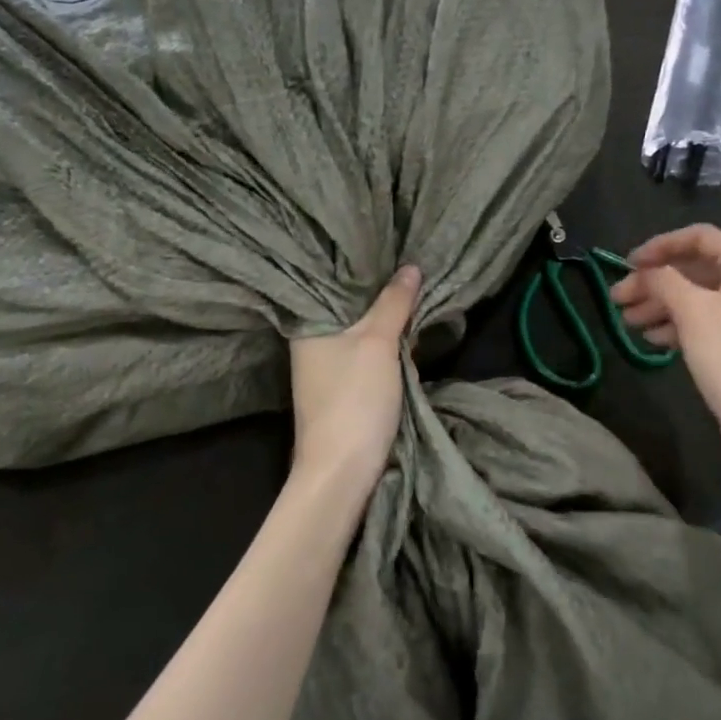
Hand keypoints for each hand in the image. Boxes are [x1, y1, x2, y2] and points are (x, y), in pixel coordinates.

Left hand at [288, 266, 421, 492]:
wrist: (341, 472)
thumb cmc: (354, 398)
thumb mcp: (378, 342)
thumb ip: (394, 303)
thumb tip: (410, 267)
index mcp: (308, 325)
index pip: (331, 281)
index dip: (360, 266)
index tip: (387, 246)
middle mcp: (310, 343)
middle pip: (348, 307)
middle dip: (378, 293)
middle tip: (409, 266)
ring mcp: (324, 369)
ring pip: (359, 332)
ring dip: (384, 320)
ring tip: (412, 291)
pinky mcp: (341, 389)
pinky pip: (364, 353)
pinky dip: (383, 344)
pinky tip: (405, 332)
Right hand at [610, 226, 720, 472]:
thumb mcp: (693, 312)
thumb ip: (664, 280)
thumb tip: (645, 271)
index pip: (700, 238)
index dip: (660, 245)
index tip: (628, 264)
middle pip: (695, 269)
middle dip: (654, 282)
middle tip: (618, 299)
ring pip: (697, 298)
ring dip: (660, 305)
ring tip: (628, 322)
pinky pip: (706, 322)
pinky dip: (678, 325)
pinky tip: (653, 339)